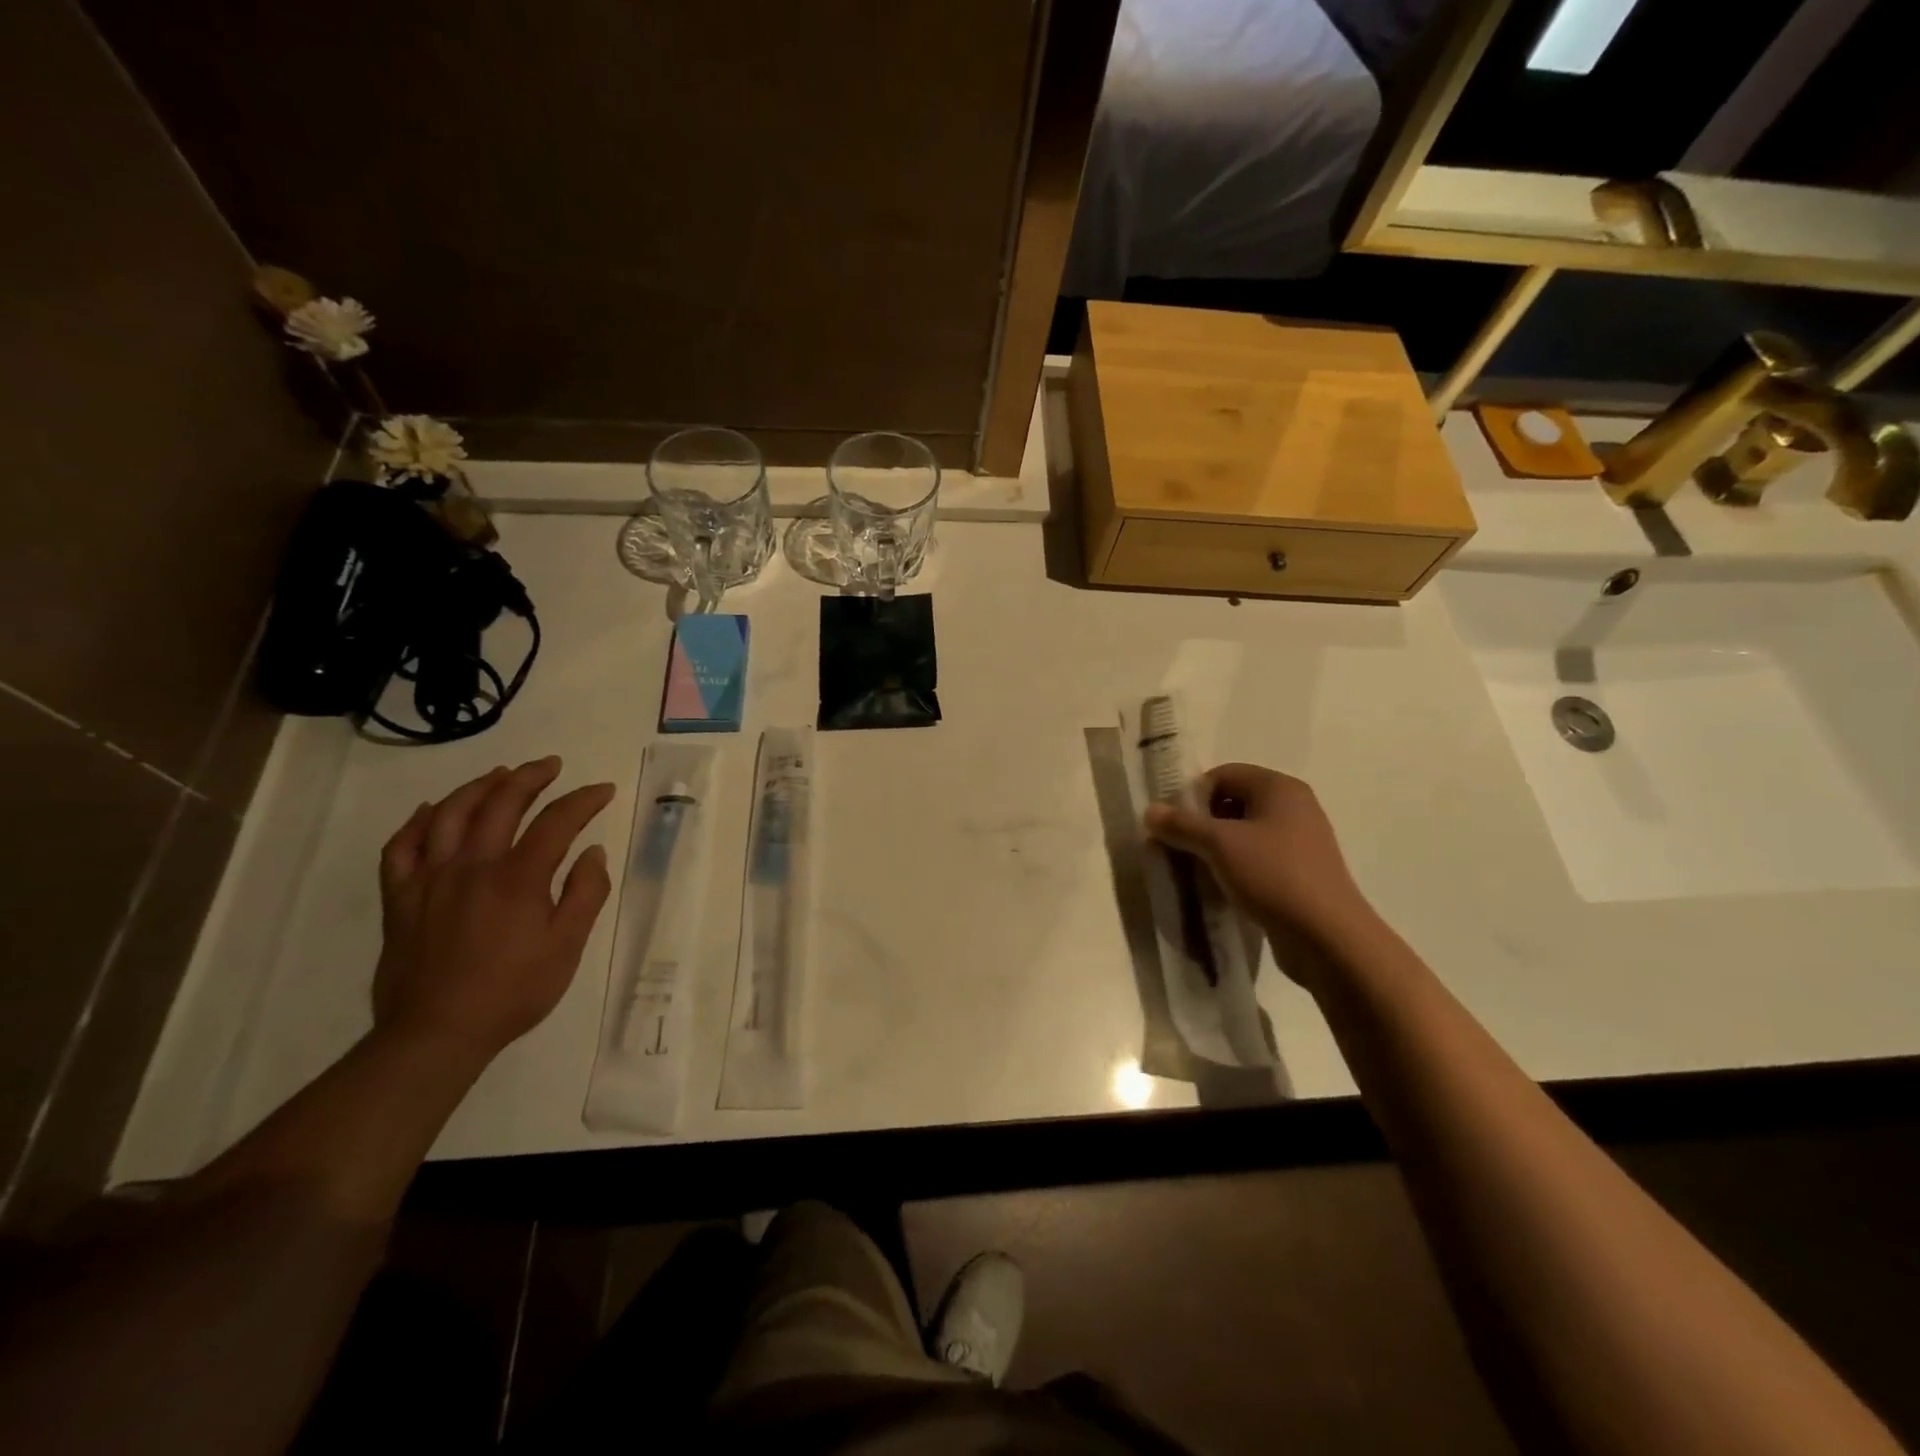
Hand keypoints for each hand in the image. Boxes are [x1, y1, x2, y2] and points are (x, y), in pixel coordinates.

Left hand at [374, 757, 615, 1061]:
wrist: (437, 1033)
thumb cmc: (513, 991)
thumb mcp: (567, 947)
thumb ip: (585, 894)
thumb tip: (593, 852)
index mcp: (518, 878)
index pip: (557, 822)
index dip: (583, 800)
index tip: (603, 790)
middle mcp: (472, 866)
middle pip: (501, 804)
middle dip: (529, 777)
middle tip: (550, 765)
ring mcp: (430, 879)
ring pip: (450, 814)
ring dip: (479, 786)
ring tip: (500, 774)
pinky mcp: (400, 898)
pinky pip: (402, 847)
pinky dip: (418, 822)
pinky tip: (432, 810)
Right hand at [1144, 763, 1375, 955]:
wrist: (1327, 938)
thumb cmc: (1273, 876)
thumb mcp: (1219, 845)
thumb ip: (1181, 824)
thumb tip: (1150, 811)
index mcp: (1279, 788)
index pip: (1223, 774)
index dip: (1194, 796)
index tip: (1176, 826)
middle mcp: (1293, 807)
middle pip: (1232, 802)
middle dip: (1200, 824)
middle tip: (1179, 848)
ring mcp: (1298, 842)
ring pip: (1242, 833)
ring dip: (1213, 849)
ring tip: (1195, 871)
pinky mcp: (1298, 873)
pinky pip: (1255, 859)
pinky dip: (1233, 868)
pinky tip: (1219, 888)